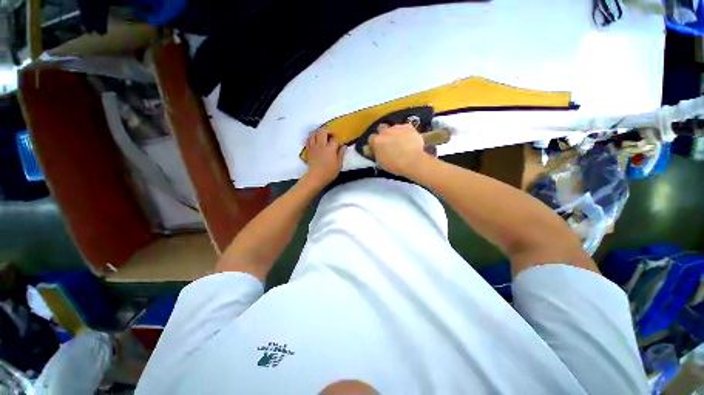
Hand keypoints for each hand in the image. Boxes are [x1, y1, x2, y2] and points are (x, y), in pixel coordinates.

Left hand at [304, 127, 344, 186]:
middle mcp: (321, 145)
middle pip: (323, 131)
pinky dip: (311, 138)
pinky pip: (308, 140)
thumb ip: (341, 154)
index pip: (335, 139)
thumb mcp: (339, 164)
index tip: (339, 145)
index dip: (338, 140)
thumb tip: (344, 146)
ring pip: (314, 133)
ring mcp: (313, 147)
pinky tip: (315, 140)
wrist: (316, 177)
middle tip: (331, 135)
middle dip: (328, 130)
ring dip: (318, 132)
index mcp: (330, 149)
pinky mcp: (308, 150)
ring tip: (322, 136)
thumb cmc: (329, 172)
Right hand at [369, 123, 428, 176]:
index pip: (371, 138)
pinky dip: (407, 133)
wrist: (412, 161)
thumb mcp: (381, 162)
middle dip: (384, 133)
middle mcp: (385, 132)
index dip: (375, 142)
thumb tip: (378, 151)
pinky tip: (410, 140)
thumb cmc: (395, 165)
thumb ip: (378, 153)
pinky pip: (405, 128)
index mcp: (376, 141)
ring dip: (396, 133)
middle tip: (389, 142)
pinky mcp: (408, 126)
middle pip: (381, 128)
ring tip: (402, 142)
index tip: (378, 147)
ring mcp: (397, 127)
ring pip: (394, 128)